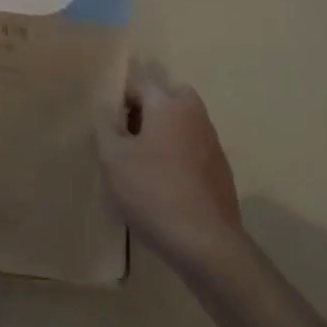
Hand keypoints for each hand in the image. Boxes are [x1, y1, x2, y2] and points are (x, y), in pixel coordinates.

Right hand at [97, 66, 244, 271]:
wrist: (205, 242)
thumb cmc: (152, 192)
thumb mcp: (113, 159)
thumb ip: (105, 126)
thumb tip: (105, 107)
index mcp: (168, 106)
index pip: (142, 84)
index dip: (121, 98)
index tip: (109, 121)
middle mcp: (195, 115)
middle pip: (171, 95)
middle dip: (150, 105)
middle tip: (129, 131)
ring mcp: (212, 143)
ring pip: (186, 120)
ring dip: (166, 128)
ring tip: (144, 158)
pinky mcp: (221, 169)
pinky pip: (195, 145)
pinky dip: (180, 150)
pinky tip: (166, 180)